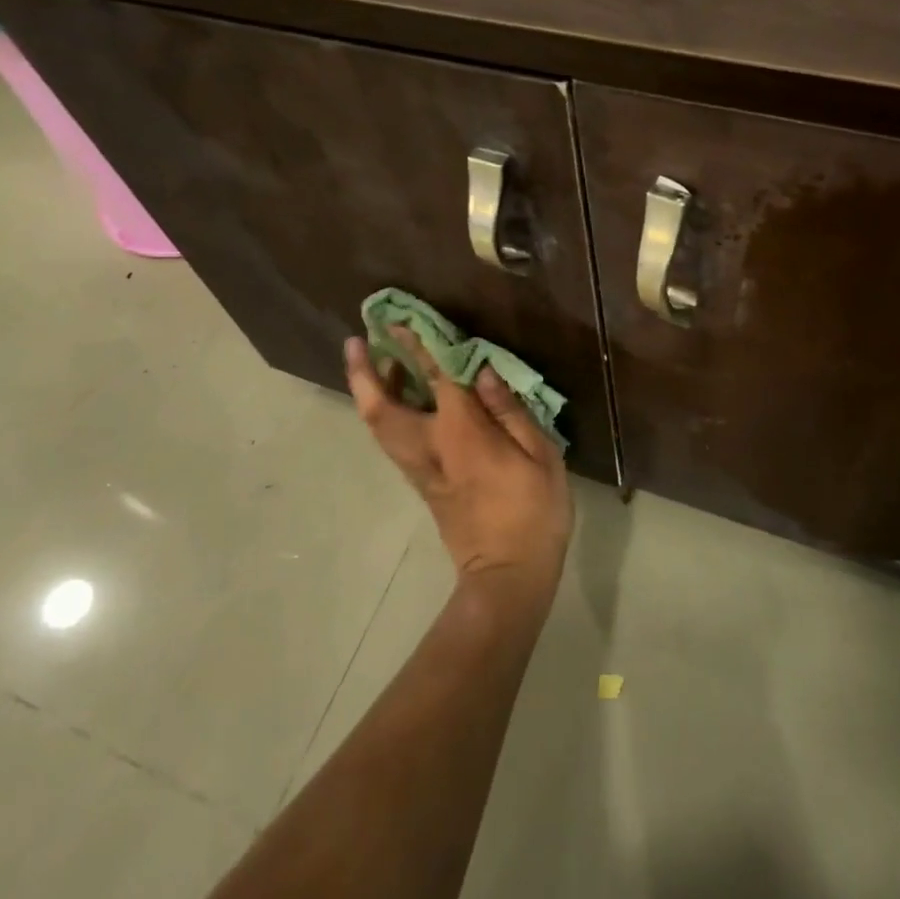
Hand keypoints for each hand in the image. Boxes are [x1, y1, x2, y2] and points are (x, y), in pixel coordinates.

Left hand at [344, 331, 572, 593]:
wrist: (507, 577)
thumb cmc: (533, 513)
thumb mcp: (541, 457)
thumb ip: (510, 411)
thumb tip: (483, 372)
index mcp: (461, 434)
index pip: (434, 379)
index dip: (417, 346)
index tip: (399, 321)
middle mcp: (429, 447)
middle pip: (380, 407)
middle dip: (364, 372)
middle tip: (358, 341)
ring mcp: (420, 468)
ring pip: (379, 424)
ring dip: (371, 390)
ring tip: (377, 362)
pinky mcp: (422, 483)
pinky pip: (392, 438)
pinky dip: (387, 411)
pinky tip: (403, 398)